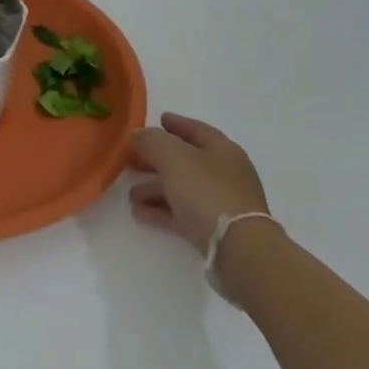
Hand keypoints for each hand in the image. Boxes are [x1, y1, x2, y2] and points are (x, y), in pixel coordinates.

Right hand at [127, 112, 270, 255]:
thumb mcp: (173, 157)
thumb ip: (152, 141)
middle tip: (131, 158)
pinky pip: (182, 212)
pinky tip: (140, 212)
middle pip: (185, 160)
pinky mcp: (214, 229)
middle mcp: (224, 173)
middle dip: (156, 159)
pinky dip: (161, 209)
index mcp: (221, 149)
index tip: (157, 119)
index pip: (195, 129)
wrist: (238, 248)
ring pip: (182, 188)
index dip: (175, 123)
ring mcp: (221, 202)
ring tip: (130, 194)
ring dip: (155, 188)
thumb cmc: (206, 192)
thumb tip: (138, 134)